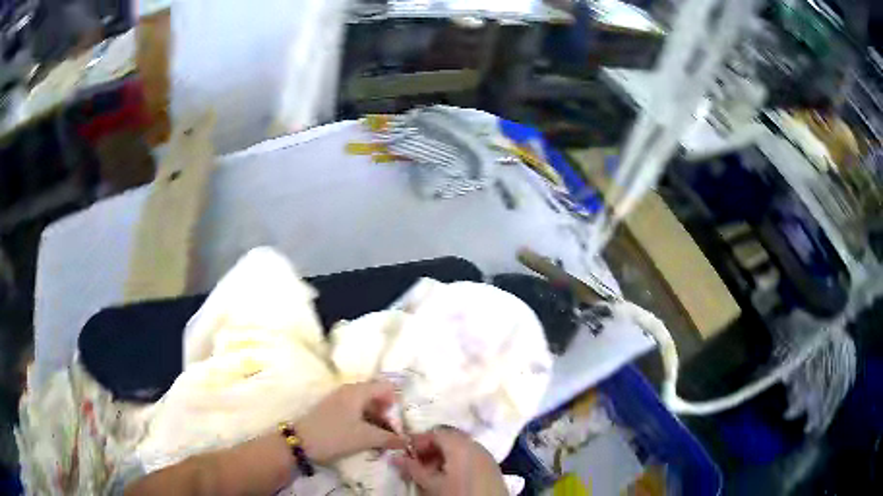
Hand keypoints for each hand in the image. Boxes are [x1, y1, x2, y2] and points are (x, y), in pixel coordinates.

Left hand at [295, 381, 405, 464]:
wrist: (300, 442)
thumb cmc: (335, 436)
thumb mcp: (365, 438)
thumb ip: (389, 438)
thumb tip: (407, 441)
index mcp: (358, 391)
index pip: (386, 386)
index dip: (396, 402)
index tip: (400, 420)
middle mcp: (348, 390)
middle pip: (376, 395)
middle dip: (387, 412)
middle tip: (393, 431)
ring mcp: (338, 399)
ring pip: (365, 404)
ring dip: (376, 418)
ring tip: (381, 437)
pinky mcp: (332, 409)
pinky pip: (355, 410)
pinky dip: (365, 420)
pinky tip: (366, 436)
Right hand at [393, 427, 506, 495]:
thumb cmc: (458, 494)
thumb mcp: (432, 484)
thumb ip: (413, 469)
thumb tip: (395, 457)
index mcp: (461, 445)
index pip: (435, 432)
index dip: (418, 441)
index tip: (404, 452)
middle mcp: (475, 445)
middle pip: (448, 439)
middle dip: (429, 449)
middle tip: (414, 463)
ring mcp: (486, 456)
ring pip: (459, 449)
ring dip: (441, 457)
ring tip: (428, 473)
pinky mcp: (491, 468)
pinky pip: (469, 457)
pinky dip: (455, 463)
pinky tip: (446, 478)